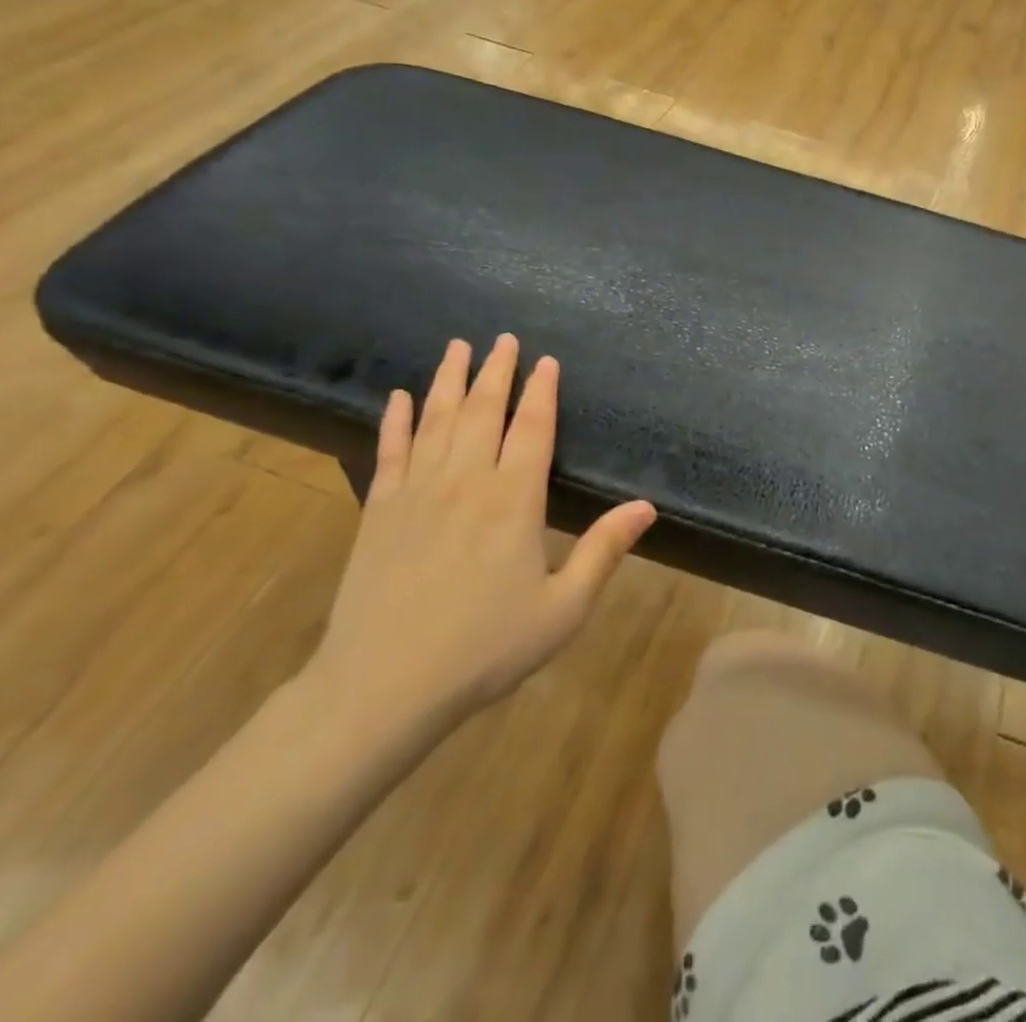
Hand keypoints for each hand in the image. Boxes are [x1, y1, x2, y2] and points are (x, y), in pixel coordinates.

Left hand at [309, 336, 656, 728]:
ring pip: (435, 420)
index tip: (547, 360)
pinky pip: (389, 452)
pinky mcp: (379, 512)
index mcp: (514, 499)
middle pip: (481, 410)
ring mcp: (416, 492)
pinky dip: (394, 420)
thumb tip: (646, 506)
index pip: (532, 427)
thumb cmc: (484, 649)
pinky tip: (397, 397)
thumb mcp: (562, 609)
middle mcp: (466, 481)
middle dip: (496, 371)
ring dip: (448, 380)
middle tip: (503, 337)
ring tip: (457, 346)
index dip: (541, 391)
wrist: (381, 688)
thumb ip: (604, 551)